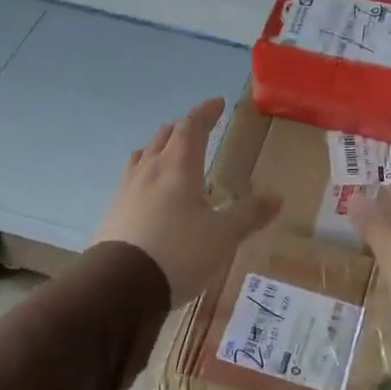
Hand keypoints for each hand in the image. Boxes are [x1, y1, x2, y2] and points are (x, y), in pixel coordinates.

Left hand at [92, 98, 279, 303]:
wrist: (120, 285)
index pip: (192, 127)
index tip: (217, 103)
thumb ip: (249, 215)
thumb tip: (277, 198)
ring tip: (168, 153)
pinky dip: (145, 173)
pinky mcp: (113, 212)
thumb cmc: (179, 253)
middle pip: (164, 137)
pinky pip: (131, 179)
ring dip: (158, 147)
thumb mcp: (223, 236)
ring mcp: (126, 190)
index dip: (205, 113)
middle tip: (196, 128)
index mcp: (179, 167)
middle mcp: (150, 170)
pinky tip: (148, 192)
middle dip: (182, 128)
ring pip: (143, 156)